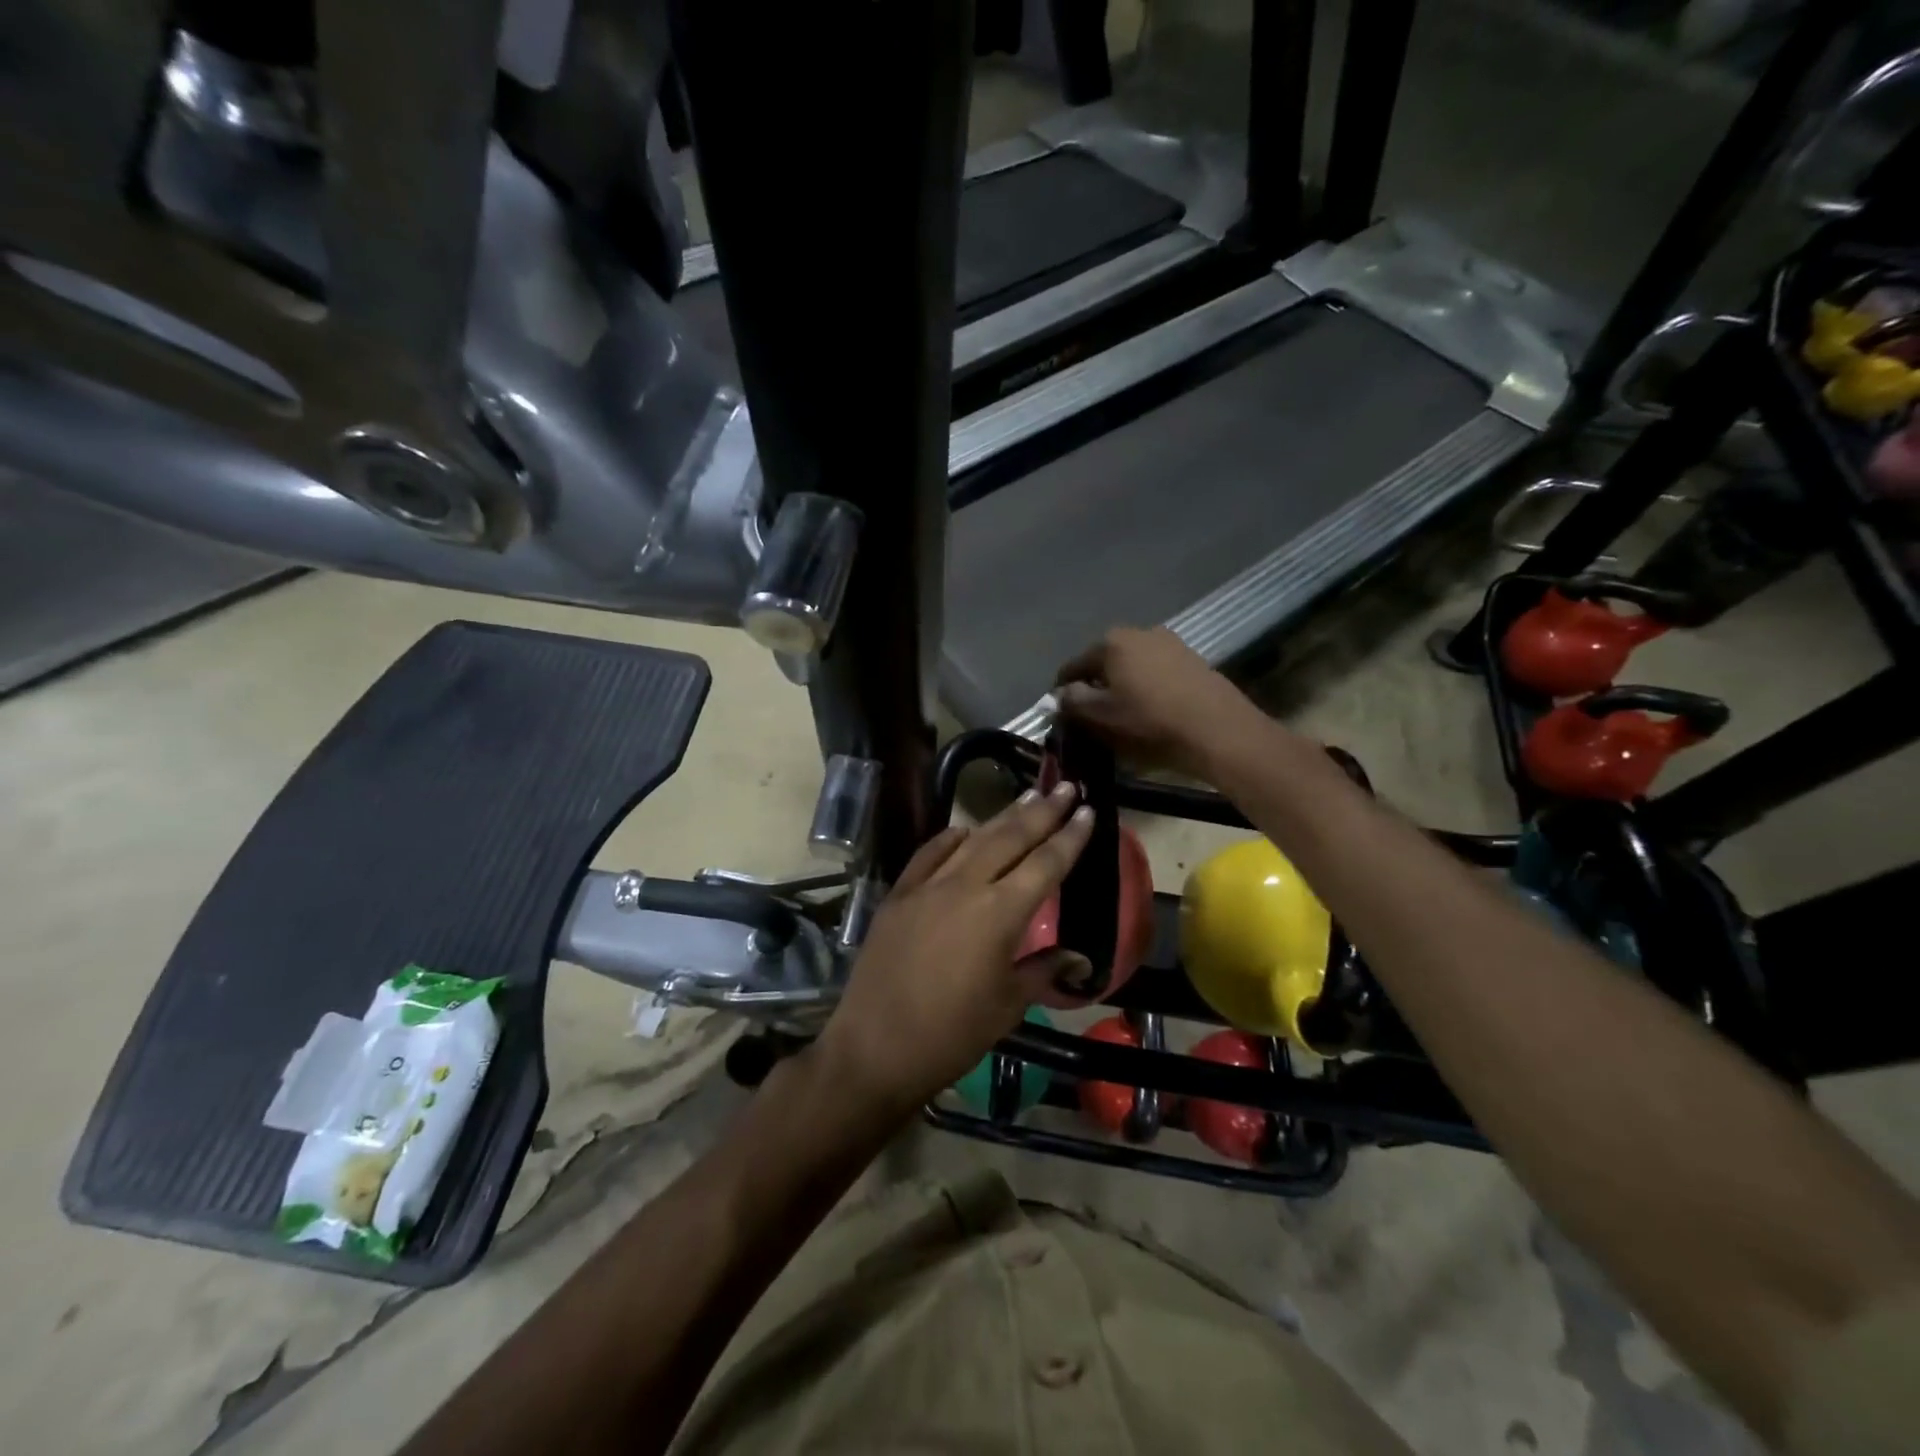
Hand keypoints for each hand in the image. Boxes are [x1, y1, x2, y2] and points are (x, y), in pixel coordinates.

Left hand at [814, 784, 1094, 1115]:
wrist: (876, 1046)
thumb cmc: (952, 1033)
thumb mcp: (1008, 1005)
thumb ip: (1043, 969)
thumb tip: (1078, 956)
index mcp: (1000, 913)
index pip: (1045, 864)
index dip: (1070, 837)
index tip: (1087, 811)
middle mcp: (965, 886)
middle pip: (1011, 838)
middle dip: (1042, 811)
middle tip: (1065, 787)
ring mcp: (927, 886)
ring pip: (972, 839)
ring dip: (1002, 817)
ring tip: (1028, 796)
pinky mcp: (898, 895)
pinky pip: (928, 854)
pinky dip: (949, 838)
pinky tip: (963, 829)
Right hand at [1055, 626, 1262, 776]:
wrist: (1218, 730)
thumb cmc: (1149, 723)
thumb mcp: (1100, 716)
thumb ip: (1072, 701)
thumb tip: (1061, 694)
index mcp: (1111, 642)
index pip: (1072, 667)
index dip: (1062, 692)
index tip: (1063, 715)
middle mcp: (1139, 632)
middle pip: (1104, 662)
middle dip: (1095, 686)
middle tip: (1093, 717)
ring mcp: (1170, 642)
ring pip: (1132, 666)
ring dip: (1123, 686)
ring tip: (1124, 715)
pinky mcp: (1192, 659)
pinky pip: (1157, 672)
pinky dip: (1148, 687)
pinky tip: (1152, 710)